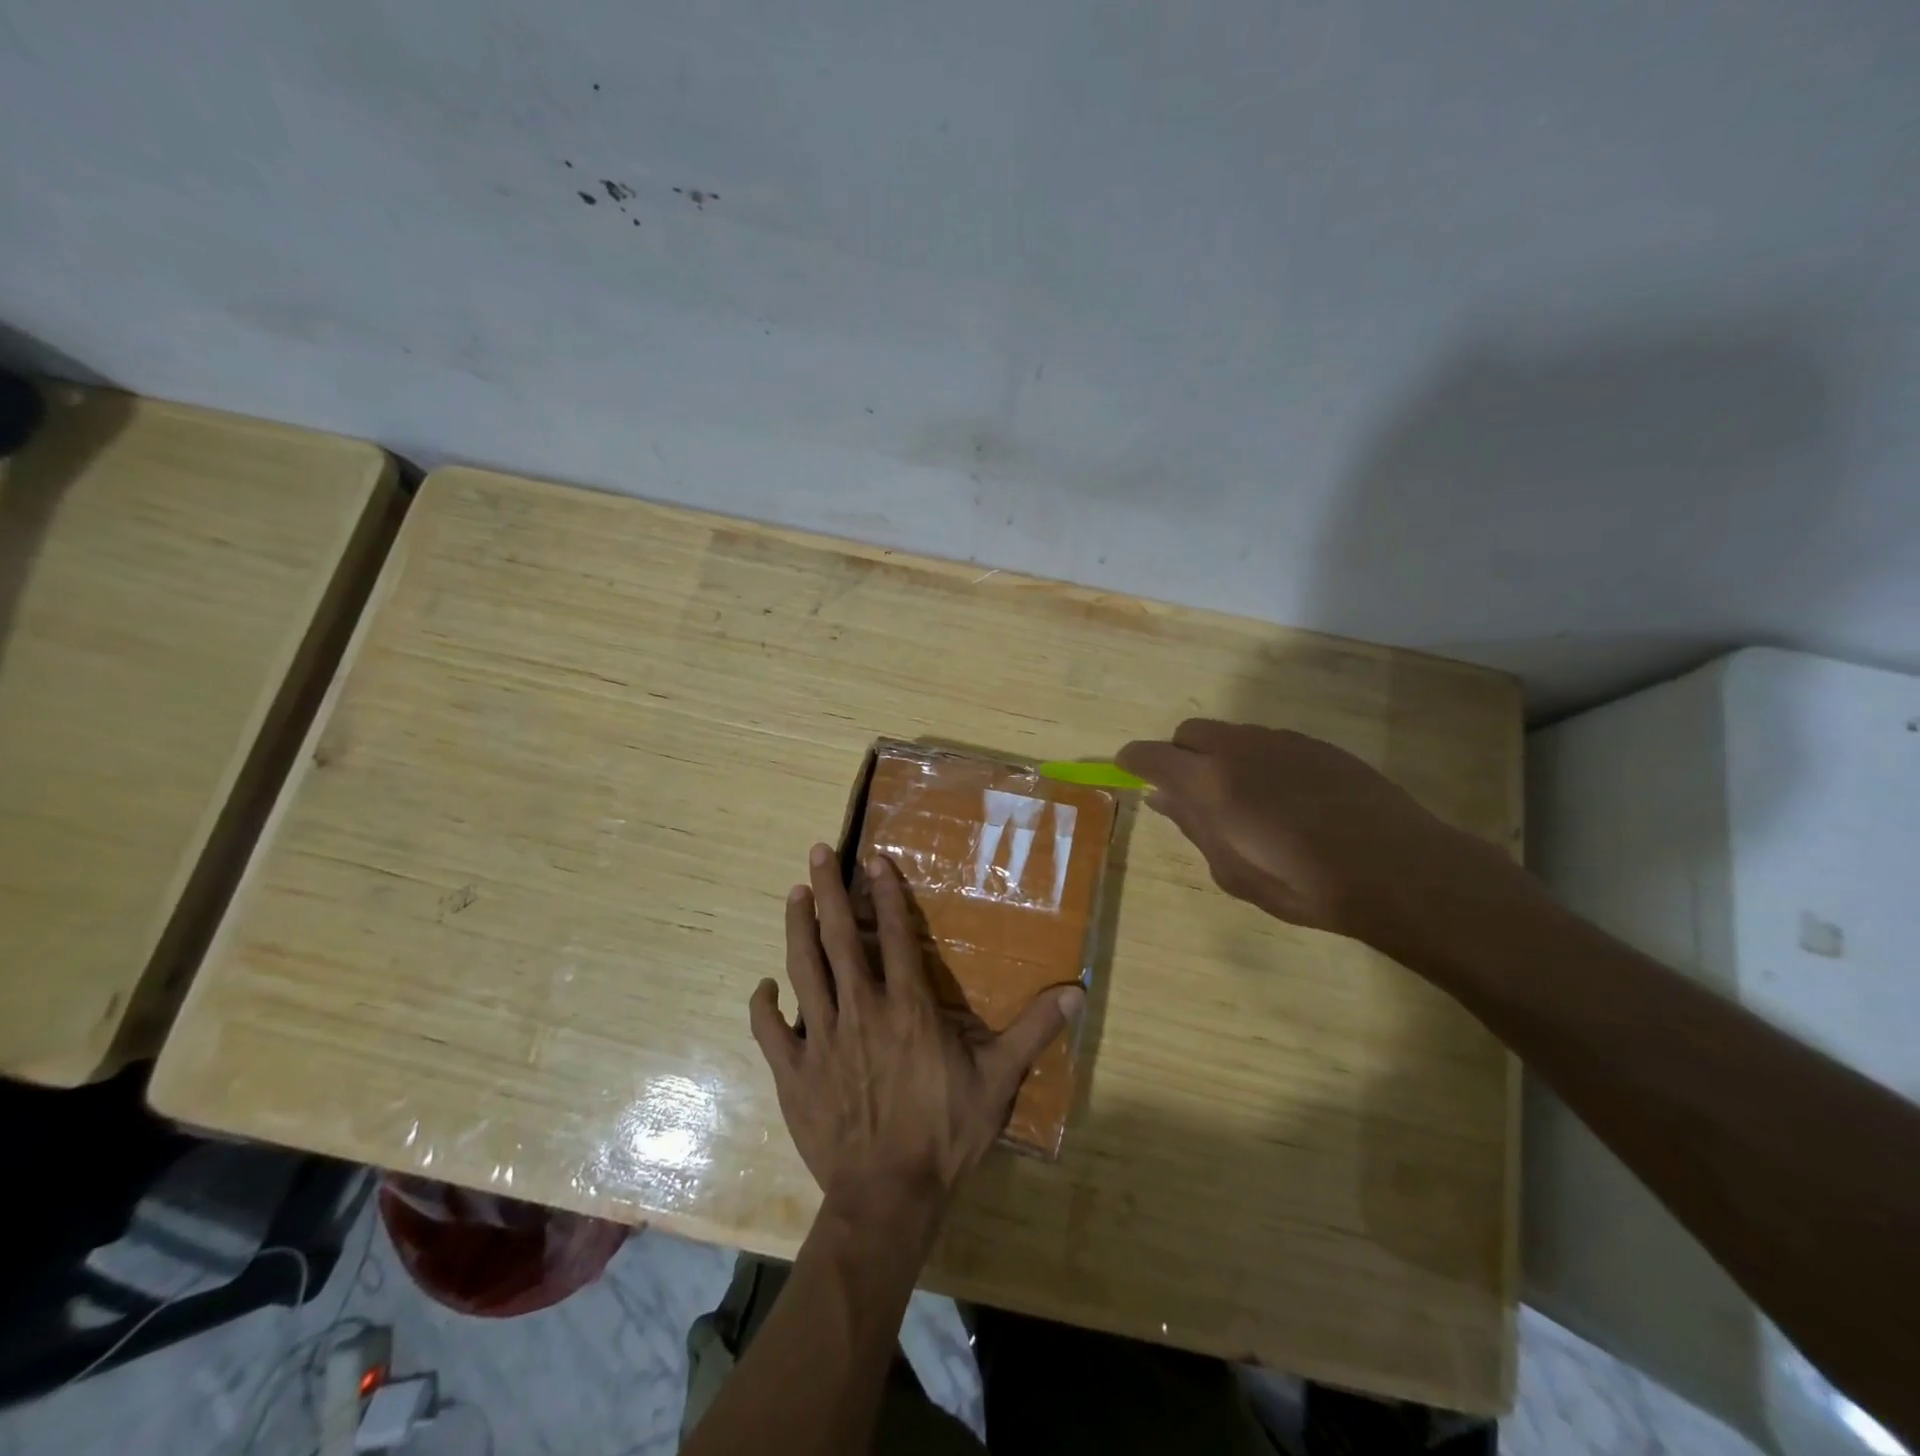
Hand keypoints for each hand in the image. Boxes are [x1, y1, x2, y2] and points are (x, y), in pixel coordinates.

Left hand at [750, 844, 1085, 1211]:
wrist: (888, 1198)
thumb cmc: (944, 1135)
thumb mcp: (997, 1082)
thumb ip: (1032, 1032)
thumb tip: (1076, 993)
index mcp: (908, 1008)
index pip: (897, 936)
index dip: (887, 893)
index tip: (873, 858)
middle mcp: (861, 1010)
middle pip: (841, 938)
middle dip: (829, 891)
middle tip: (816, 852)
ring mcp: (823, 1040)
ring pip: (804, 970)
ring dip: (797, 928)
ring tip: (793, 894)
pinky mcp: (794, 1073)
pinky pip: (771, 1031)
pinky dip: (764, 1005)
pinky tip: (765, 986)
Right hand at [1116, 719, 1510, 946]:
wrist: (1396, 868)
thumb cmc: (1303, 884)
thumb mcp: (1233, 871)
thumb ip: (1194, 827)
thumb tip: (1163, 799)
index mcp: (1208, 782)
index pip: (1151, 755)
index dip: (1133, 761)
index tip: (1128, 771)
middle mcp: (1238, 748)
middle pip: (1189, 732)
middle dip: (1179, 754)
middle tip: (1191, 793)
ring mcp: (1280, 740)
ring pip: (1231, 734)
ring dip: (1220, 757)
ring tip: (1244, 800)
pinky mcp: (1316, 744)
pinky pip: (1268, 742)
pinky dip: (1258, 760)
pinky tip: (1285, 797)